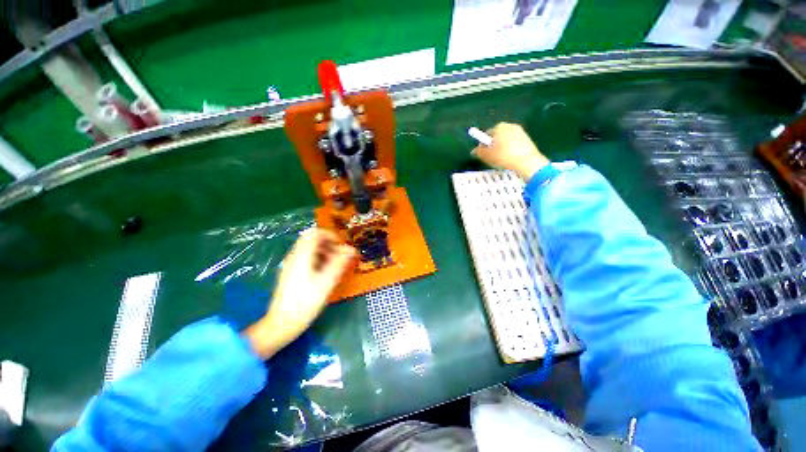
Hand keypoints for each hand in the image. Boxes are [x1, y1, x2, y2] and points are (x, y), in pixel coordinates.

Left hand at [243, 228, 355, 358]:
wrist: (282, 324)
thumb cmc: (306, 302)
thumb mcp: (327, 282)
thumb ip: (340, 263)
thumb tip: (351, 249)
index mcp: (302, 255)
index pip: (315, 232)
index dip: (331, 235)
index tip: (342, 246)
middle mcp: (295, 256)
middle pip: (312, 239)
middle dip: (329, 244)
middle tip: (340, 256)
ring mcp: (291, 265)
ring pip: (310, 249)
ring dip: (325, 252)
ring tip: (335, 265)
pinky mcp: (291, 273)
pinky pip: (306, 258)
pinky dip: (318, 260)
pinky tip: (325, 273)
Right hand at [472, 122, 549, 180]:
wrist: (526, 162)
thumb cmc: (503, 156)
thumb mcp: (486, 156)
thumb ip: (478, 152)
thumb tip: (474, 151)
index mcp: (499, 127)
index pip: (487, 134)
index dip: (483, 145)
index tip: (482, 154)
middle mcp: (510, 126)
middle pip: (497, 137)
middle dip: (493, 146)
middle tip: (490, 158)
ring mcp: (521, 132)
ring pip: (506, 141)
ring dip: (502, 149)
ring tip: (500, 161)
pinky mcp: (528, 140)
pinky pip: (514, 145)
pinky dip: (511, 151)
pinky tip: (509, 160)